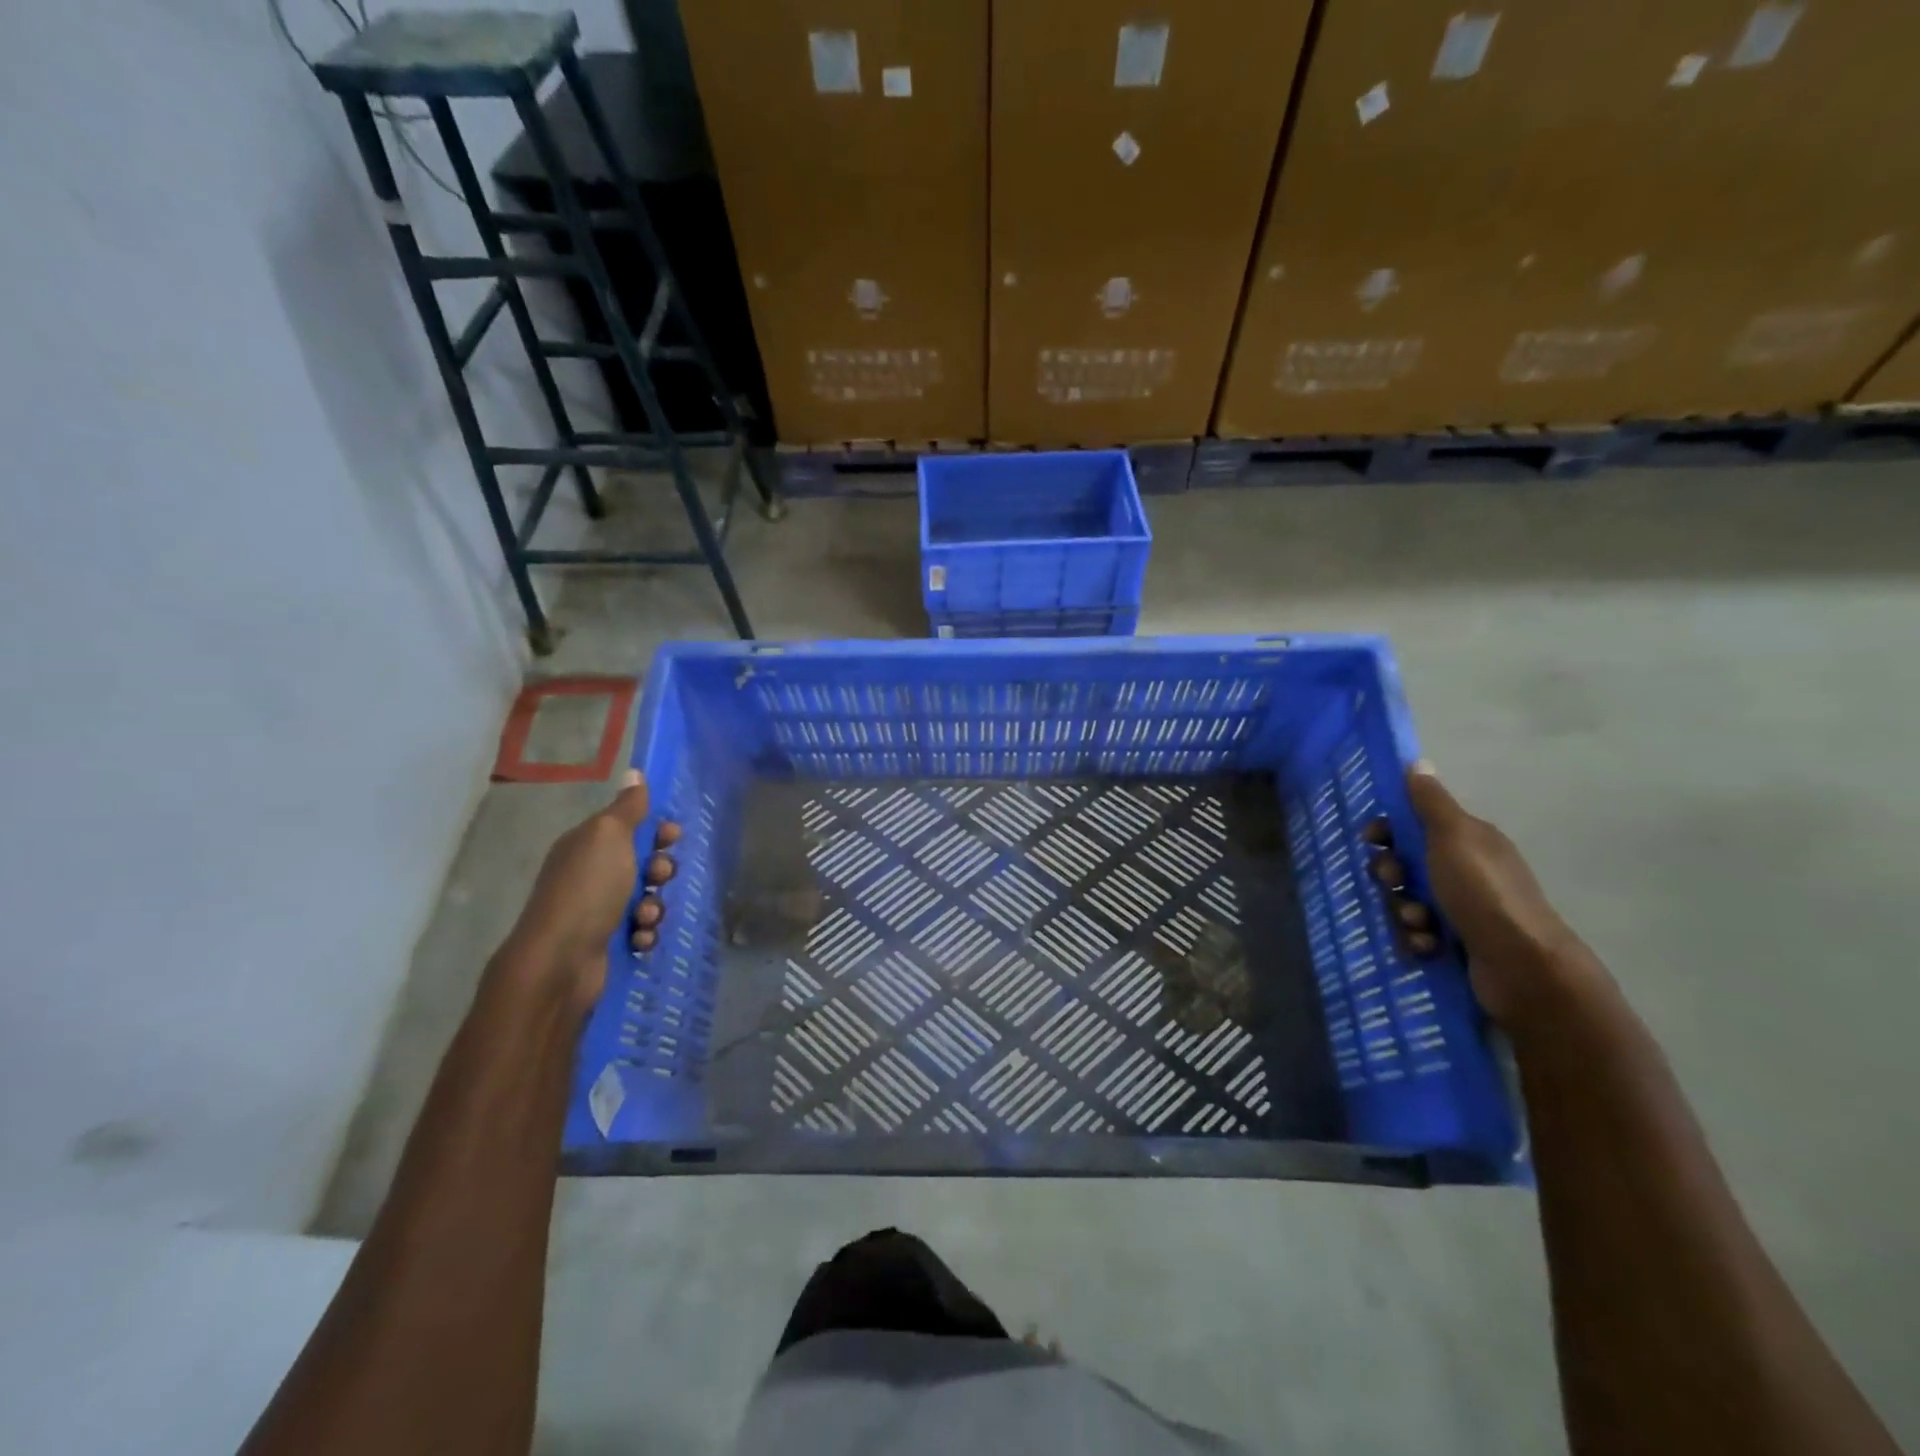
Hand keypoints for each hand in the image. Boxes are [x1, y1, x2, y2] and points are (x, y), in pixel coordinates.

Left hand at [505, 769, 679, 1008]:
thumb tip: (634, 772)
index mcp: (587, 845)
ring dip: (654, 907)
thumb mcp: (609, 837)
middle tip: (658, 878)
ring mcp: (598, 911)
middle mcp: (590, 875)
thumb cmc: (587, 890)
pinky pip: (641, 931)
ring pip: (646, 899)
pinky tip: (638, 940)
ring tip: (644, 917)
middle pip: (642, 864)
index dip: (654, 830)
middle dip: (659, 870)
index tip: (672, 836)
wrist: (560, 962)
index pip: (628, 827)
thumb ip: (627, 808)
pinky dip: (644, 934)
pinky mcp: (607, 944)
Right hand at [1387, 763, 1597, 1028]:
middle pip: (1404, 864)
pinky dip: (1415, 939)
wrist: (1522, 967)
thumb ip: (1430, 802)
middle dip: (1391, 876)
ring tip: (1419, 924)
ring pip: (1406, 901)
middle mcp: (1464, 872)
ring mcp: (1461, 910)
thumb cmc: (1483, 893)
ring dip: (1402, 911)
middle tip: (1395, 883)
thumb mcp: (1454, 837)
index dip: (1388, 830)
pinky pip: (1415, 933)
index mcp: (1467, 842)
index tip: (1372, 839)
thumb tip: (1417, 762)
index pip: (1413, 825)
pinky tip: (1426, 946)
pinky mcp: (1455, 943)